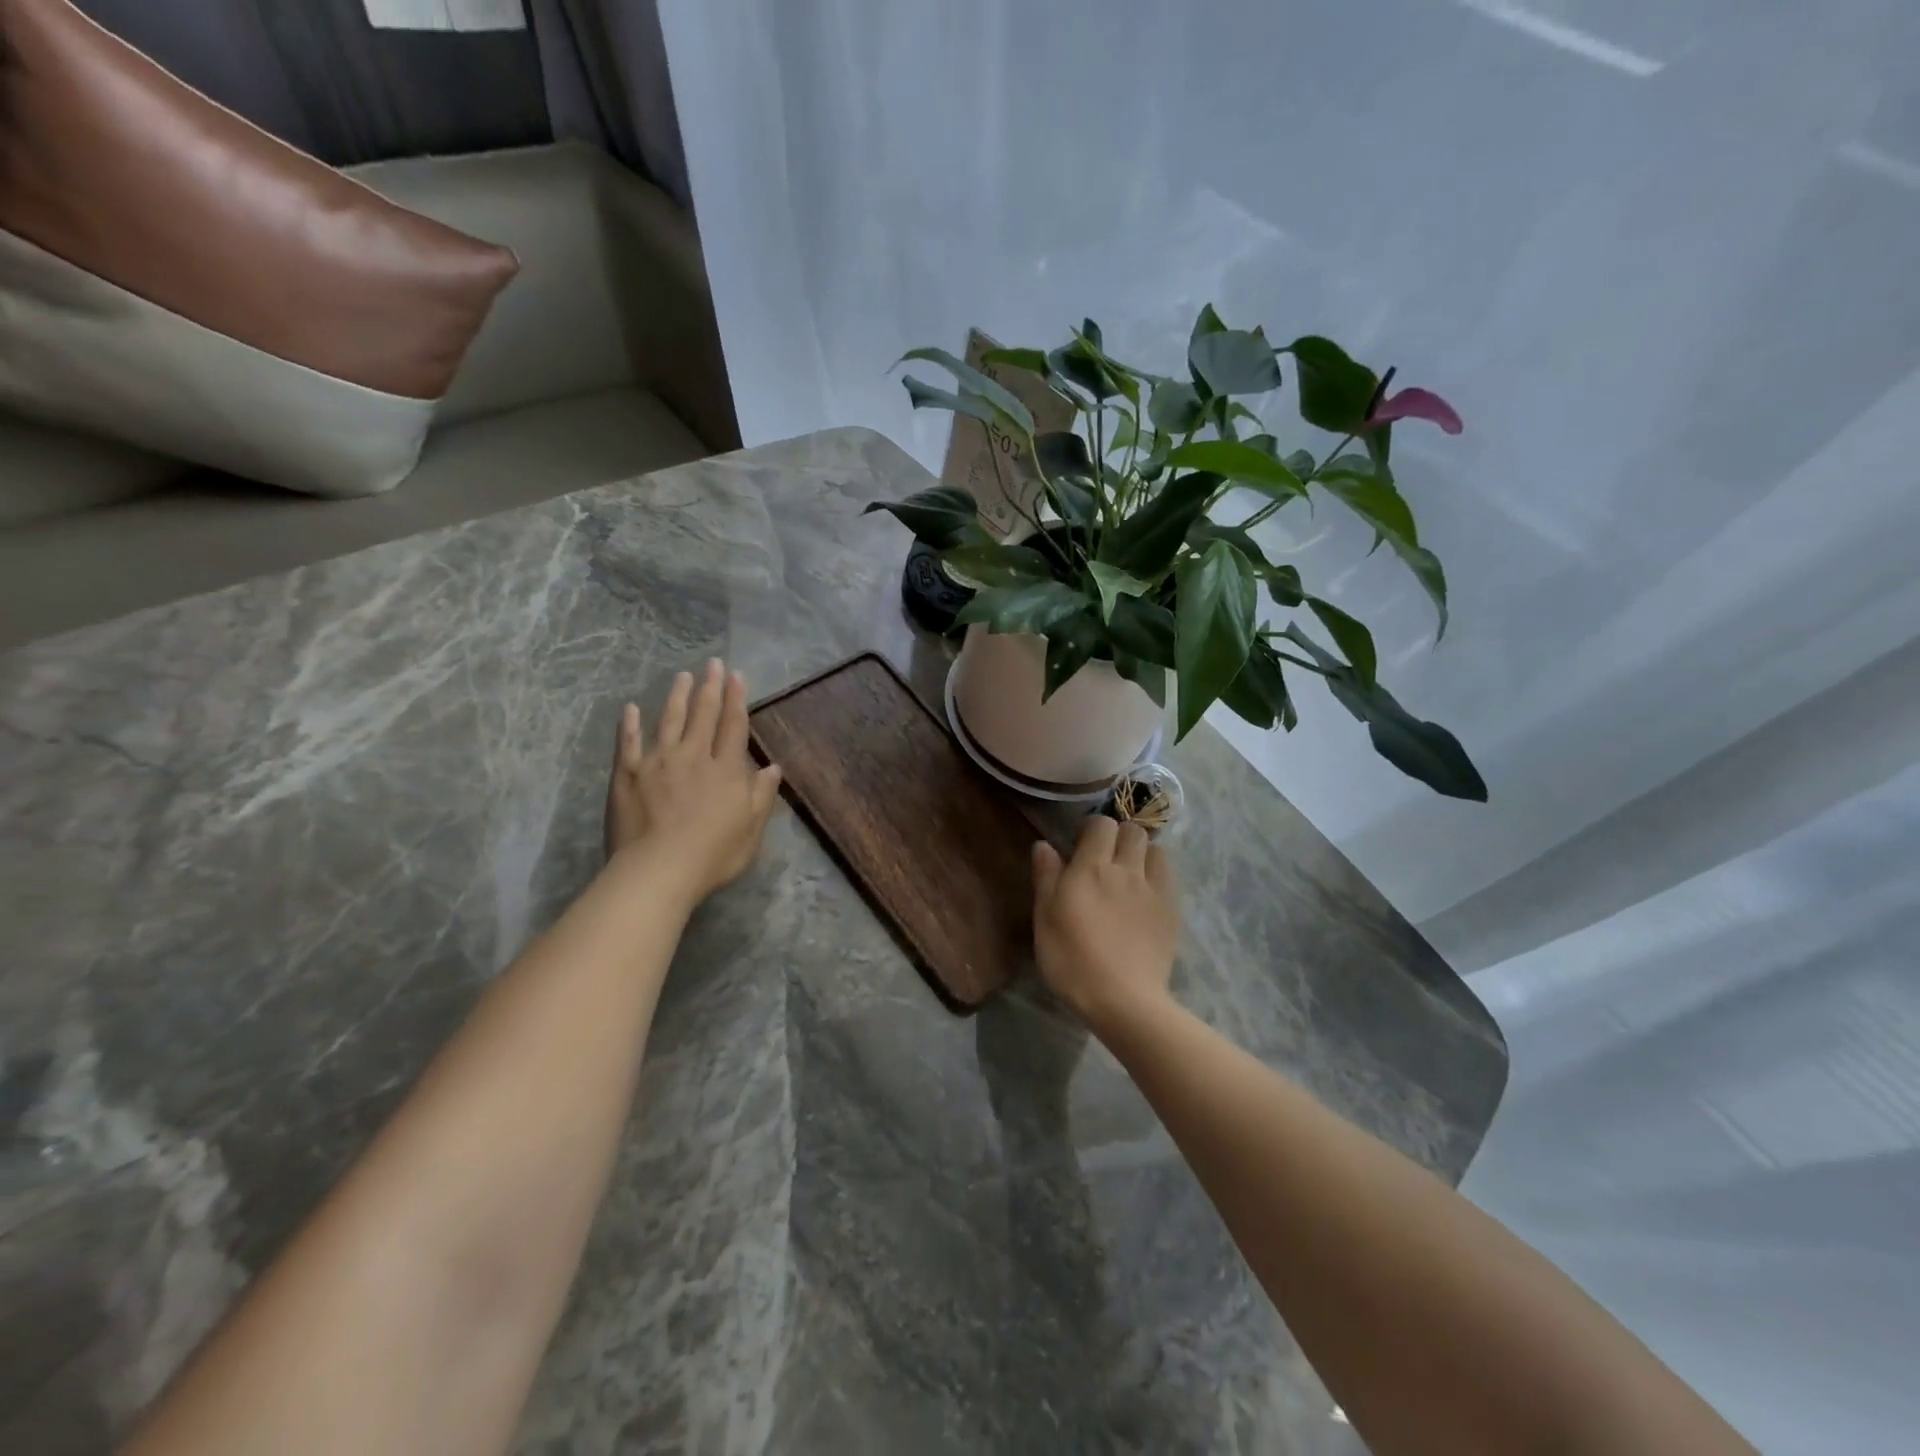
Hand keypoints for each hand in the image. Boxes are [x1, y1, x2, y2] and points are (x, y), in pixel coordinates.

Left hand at [604, 659, 783, 901]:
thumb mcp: (751, 830)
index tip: (737, 676)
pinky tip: (631, 708)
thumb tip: (773, 767)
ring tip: (682, 676)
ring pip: (669, 720)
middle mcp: (693, 756)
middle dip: (710, 688)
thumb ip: (761, 795)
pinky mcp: (627, 774)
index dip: (737, 699)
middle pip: (703, 715)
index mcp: (725, 770)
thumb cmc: (713, 854)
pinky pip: (628, 743)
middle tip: (712, 664)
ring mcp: (657, 762)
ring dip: (676, 696)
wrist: (659, 870)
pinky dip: (630, 724)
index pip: (733, 726)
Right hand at [1032, 816, 1178, 1031]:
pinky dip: (1157, 874)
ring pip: (1155, 849)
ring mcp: (1153, 889)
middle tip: (1106, 858)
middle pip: (1132, 831)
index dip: (1092, 829)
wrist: (1124, 1000)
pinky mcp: (1171, 910)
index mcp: (1091, 868)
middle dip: (1119, 836)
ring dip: (1142, 853)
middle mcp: (1126, 869)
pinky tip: (1145, 895)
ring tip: (1129, 873)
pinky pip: (1167, 876)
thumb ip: (1046, 877)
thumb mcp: (1045, 919)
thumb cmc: (1073, 960)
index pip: (1101, 825)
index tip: (1081, 845)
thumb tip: (1044, 845)